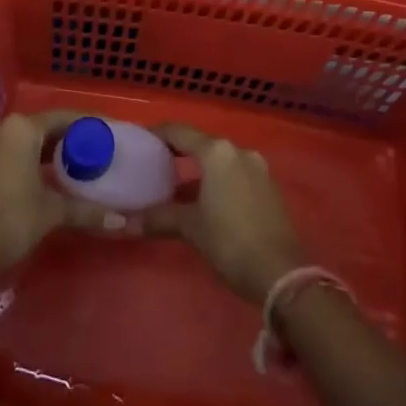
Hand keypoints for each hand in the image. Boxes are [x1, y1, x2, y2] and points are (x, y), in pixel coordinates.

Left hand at [0, 110, 112, 275]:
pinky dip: (27, 161)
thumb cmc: (11, 218)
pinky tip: (44, 178)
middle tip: (93, 152)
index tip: (107, 133)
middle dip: (67, 139)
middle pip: (42, 127)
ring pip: (23, 141)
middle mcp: (0, 128)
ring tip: (73, 165)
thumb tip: (121, 221)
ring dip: (46, 151)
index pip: (63, 117)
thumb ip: (85, 210)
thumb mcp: (52, 211)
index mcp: (21, 128)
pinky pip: (8, 153)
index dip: (87, 125)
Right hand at [147, 123, 303, 304]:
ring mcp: (257, 168)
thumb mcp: (191, 228)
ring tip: (173, 186)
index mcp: (217, 152)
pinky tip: (203, 200)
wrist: (281, 274)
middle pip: (200, 144)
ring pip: (219, 160)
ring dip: (198, 170)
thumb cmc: (230, 241)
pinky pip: (234, 173)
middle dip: (177, 153)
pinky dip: (216, 180)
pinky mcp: (267, 187)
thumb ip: (158, 218)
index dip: (157, 134)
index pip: (179, 132)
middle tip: (152, 165)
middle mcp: (238, 151)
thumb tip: (123, 222)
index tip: (139, 142)